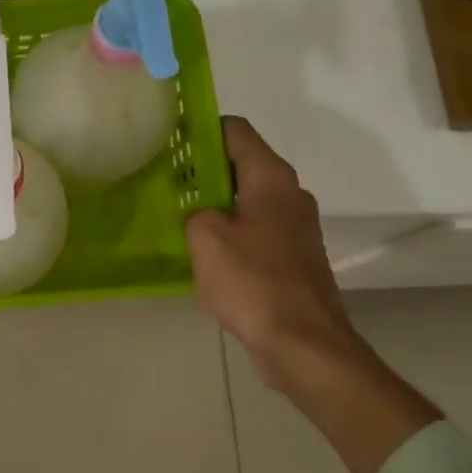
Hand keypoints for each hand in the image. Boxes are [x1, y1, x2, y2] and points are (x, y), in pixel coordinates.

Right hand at [184, 117, 437, 472]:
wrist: (303, 343)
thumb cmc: (252, 281)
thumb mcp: (204, 237)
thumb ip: (194, 210)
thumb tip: (203, 212)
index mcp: (271, 178)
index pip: (235, 130)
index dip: (201, 129)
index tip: (170, 142)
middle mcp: (290, 194)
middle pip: (244, 164)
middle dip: (205, 170)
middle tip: (168, 183)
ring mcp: (298, 228)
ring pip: (250, 200)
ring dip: (218, 204)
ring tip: (182, 218)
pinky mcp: (296, 258)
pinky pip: (258, 231)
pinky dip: (234, 233)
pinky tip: (208, 255)